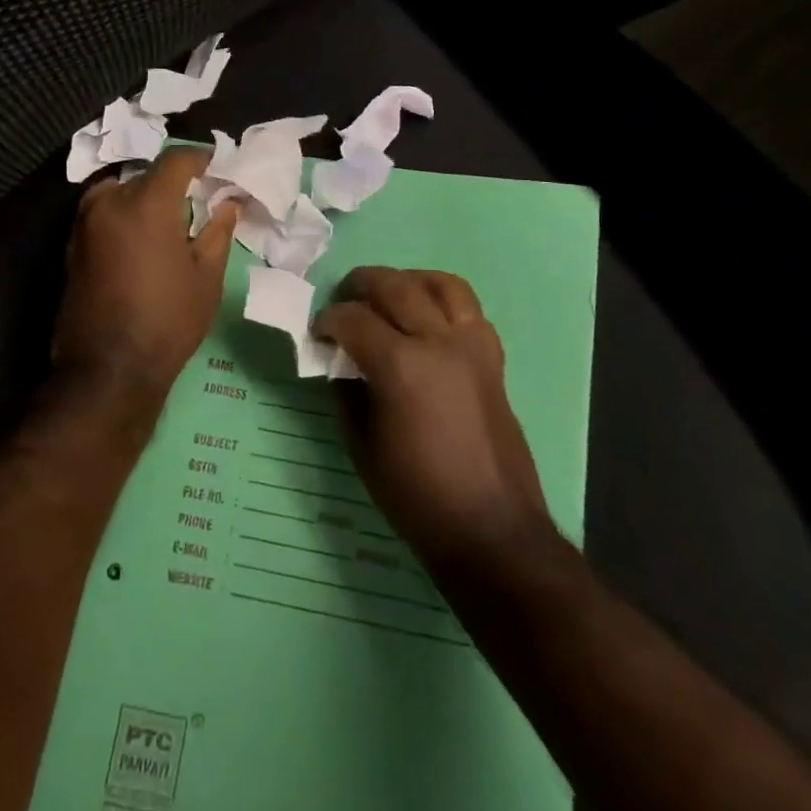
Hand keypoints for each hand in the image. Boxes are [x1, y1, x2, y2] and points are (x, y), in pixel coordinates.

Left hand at [51, 147, 239, 415]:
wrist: (107, 370)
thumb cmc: (167, 320)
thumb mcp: (206, 277)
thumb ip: (217, 231)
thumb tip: (228, 203)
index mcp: (146, 203)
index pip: (175, 159)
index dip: (200, 157)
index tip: (216, 166)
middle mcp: (109, 202)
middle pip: (145, 174)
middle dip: (171, 182)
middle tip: (195, 201)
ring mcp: (83, 223)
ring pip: (119, 192)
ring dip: (143, 197)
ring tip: (168, 222)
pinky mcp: (71, 246)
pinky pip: (102, 214)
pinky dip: (123, 215)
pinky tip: (142, 241)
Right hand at [315, 268, 551, 572]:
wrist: (491, 530)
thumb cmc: (417, 496)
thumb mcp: (362, 447)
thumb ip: (347, 395)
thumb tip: (340, 365)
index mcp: (400, 365)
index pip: (353, 319)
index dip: (328, 320)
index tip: (316, 332)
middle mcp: (439, 342)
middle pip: (396, 286)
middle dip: (361, 284)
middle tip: (343, 299)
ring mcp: (472, 346)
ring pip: (442, 284)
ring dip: (408, 280)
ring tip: (389, 294)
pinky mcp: (493, 359)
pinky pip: (469, 309)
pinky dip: (444, 301)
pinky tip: (428, 319)